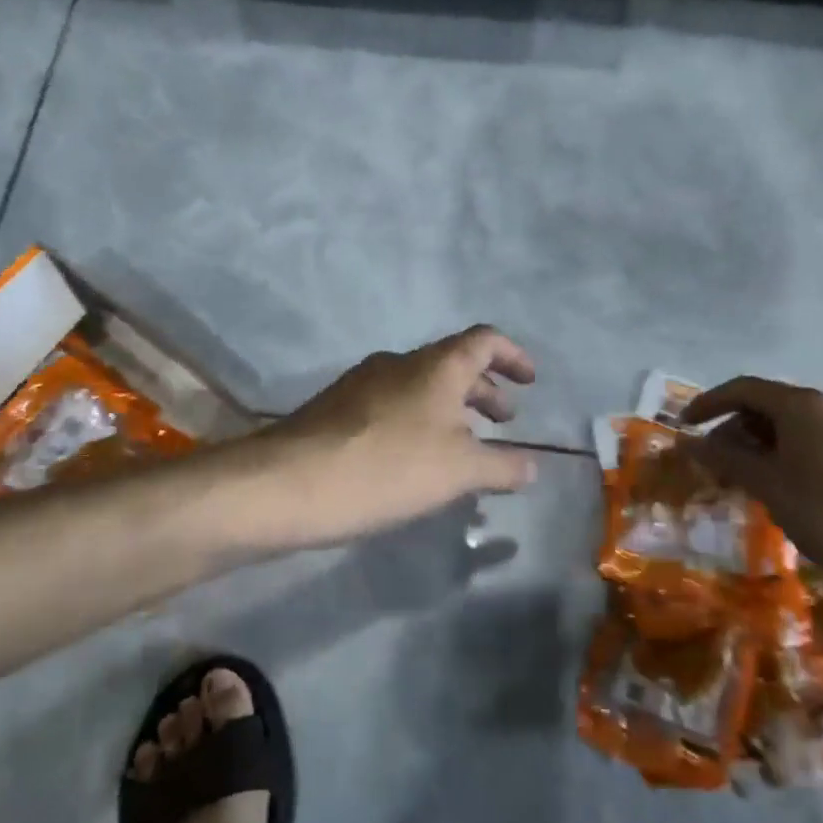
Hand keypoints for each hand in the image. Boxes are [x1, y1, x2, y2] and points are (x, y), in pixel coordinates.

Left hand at [247, 326, 537, 549]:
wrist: (290, 483)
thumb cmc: (388, 466)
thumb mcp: (458, 472)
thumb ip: (501, 466)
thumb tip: (532, 467)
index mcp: (436, 365)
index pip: (484, 340)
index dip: (512, 355)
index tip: (530, 381)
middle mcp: (399, 362)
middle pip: (452, 363)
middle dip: (483, 389)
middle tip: (503, 419)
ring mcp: (362, 382)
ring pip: (420, 385)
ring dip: (449, 408)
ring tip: (462, 445)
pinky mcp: (336, 408)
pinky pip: (392, 404)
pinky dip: (418, 421)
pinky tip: (414, 460)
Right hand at [683, 376, 822, 578]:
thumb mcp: (767, 485)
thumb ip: (725, 458)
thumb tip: (687, 442)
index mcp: (802, 407)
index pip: (743, 389)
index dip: (709, 403)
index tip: (684, 425)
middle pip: (767, 406)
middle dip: (733, 429)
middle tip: (713, 461)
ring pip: (790, 426)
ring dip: (758, 445)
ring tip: (741, 478)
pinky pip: (812, 441)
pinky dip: (784, 454)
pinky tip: (777, 486)